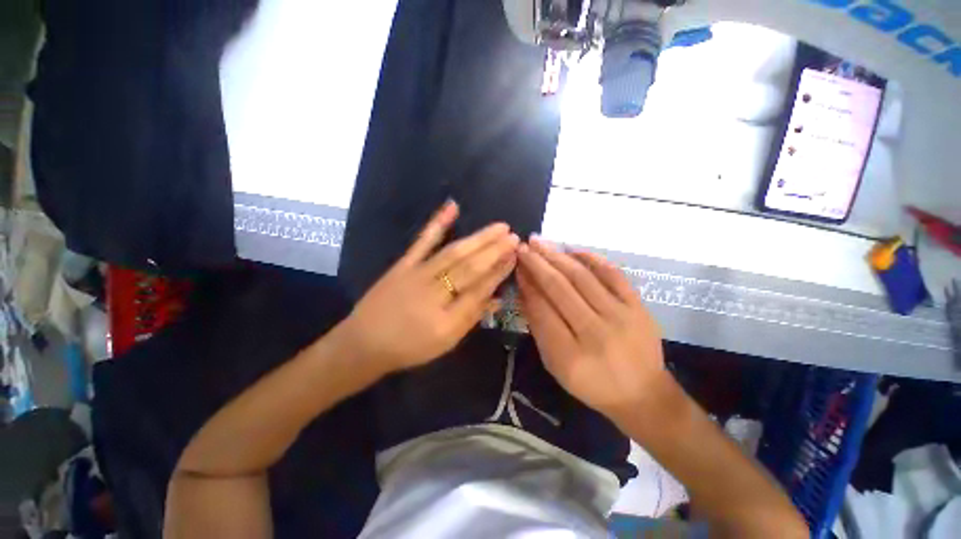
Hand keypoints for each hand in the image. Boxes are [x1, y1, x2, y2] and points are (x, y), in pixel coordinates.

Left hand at [342, 201, 518, 374]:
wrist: (364, 343)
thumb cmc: (409, 347)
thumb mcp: (445, 343)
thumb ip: (471, 318)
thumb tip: (497, 298)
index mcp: (446, 319)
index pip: (480, 289)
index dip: (499, 272)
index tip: (515, 256)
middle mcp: (434, 293)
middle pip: (470, 268)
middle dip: (495, 251)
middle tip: (514, 237)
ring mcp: (418, 274)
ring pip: (453, 252)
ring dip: (478, 238)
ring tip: (499, 227)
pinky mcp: (404, 264)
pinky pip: (422, 241)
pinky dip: (438, 223)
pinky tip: (452, 207)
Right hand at [516, 237, 667, 419]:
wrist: (642, 394)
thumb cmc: (591, 384)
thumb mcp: (555, 364)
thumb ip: (539, 328)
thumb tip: (524, 291)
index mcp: (569, 355)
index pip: (541, 309)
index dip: (526, 284)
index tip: (516, 267)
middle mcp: (595, 333)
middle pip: (560, 288)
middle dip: (537, 264)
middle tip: (522, 247)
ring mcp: (620, 317)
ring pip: (582, 277)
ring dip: (557, 256)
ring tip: (539, 243)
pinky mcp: (638, 307)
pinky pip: (613, 275)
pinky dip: (591, 259)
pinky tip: (572, 250)